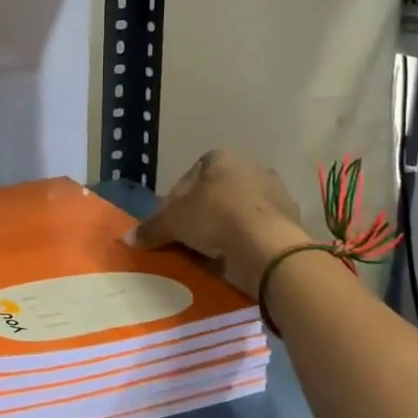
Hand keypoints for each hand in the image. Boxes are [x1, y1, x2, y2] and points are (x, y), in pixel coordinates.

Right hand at [132, 150, 304, 294]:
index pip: (189, 177)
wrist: (267, 245)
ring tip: (209, 254)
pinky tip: (233, 260)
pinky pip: (256, 231)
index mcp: (220, 158)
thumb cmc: (214, 218)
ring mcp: (274, 193)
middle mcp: (250, 167)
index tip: (169, 225)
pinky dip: (244, 242)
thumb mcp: (173, 222)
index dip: (174, 202)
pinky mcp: (289, 220)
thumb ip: (151, 228)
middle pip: (215, 194)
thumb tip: (128, 238)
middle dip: (201, 215)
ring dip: (224, 230)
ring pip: (237, 212)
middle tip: (187, 240)